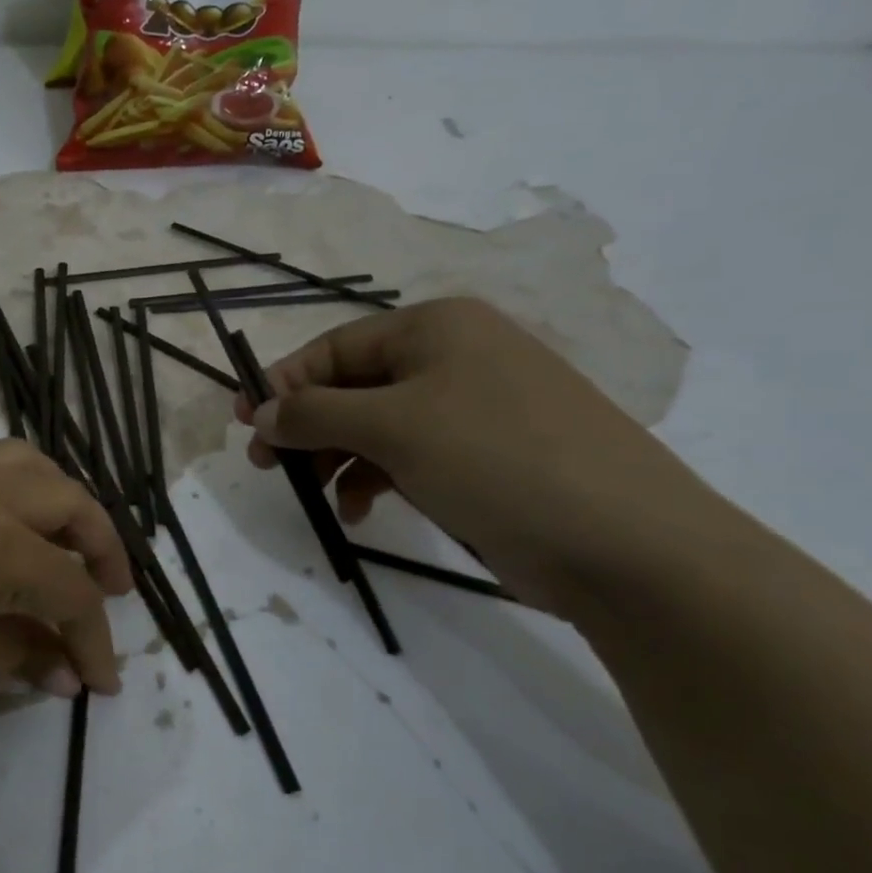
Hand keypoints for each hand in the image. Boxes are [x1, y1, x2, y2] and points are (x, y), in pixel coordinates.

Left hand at [0, 440, 131, 804]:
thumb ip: (20, 656)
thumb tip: (64, 665)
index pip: (70, 588)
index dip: (95, 640)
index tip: (105, 685)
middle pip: (61, 497)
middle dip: (97, 544)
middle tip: (108, 593)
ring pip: (18, 465)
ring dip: (55, 505)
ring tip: (62, 556)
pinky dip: (6, 499)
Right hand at [233, 298, 720, 613]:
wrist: (626, 544)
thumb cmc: (497, 460)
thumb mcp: (394, 427)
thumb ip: (316, 413)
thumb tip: (262, 411)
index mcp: (435, 328)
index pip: (335, 347)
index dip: (284, 382)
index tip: (245, 423)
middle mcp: (453, 358)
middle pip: (353, 385)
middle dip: (306, 424)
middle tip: (266, 463)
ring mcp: (472, 409)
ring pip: (377, 425)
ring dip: (337, 456)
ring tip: (311, 493)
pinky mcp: (483, 457)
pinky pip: (409, 456)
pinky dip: (376, 478)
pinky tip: (360, 510)